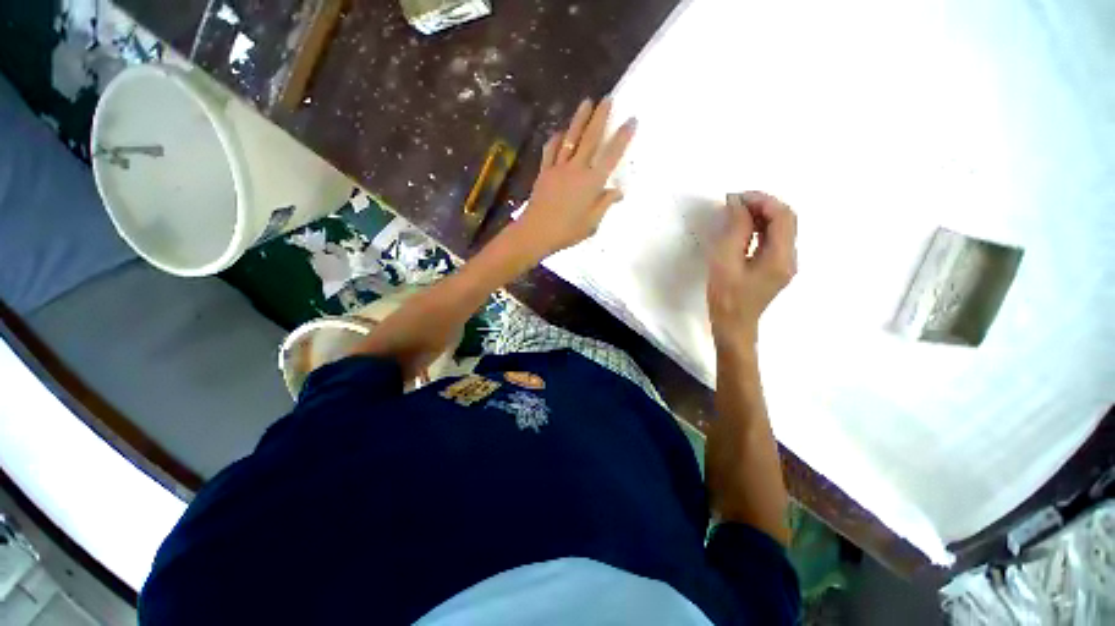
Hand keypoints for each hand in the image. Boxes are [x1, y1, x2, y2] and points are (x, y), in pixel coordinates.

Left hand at [512, 98, 636, 256]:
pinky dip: (556, 139)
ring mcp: (559, 168)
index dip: (622, 137)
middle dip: (600, 117)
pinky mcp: (545, 171)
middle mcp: (577, 169)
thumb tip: (618, 190)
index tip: (631, 120)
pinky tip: (560, 131)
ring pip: (571, 139)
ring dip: (579, 119)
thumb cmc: (567, 231)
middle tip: (607, 98)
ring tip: (586, 102)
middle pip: (590, 139)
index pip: (611, 156)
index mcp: (591, 183)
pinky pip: (551, 150)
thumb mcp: (592, 223)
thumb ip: (605, 204)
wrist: (536, 232)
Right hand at [707, 191, 797, 348]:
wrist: (733, 327)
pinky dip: (759, 228)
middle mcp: (790, 257)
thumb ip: (735, 232)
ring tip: (736, 212)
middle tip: (735, 202)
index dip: (762, 200)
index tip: (736, 197)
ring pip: (780, 229)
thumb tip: (737, 204)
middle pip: (786, 219)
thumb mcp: (725, 263)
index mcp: (781, 257)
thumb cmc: (726, 298)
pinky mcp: (775, 268)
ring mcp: (784, 263)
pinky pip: (773, 240)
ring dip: (761, 215)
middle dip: (762, 205)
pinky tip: (742, 228)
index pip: (782, 216)